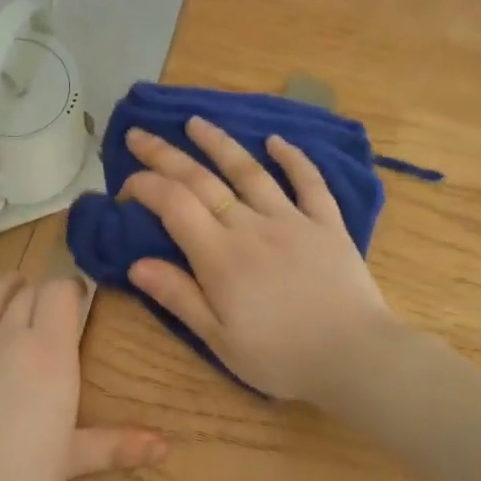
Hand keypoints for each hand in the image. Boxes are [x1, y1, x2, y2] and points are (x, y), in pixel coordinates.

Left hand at [0, 275, 165, 480]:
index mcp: (49, 353)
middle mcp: (9, 336)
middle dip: (44, 291)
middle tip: (54, 303)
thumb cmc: (19, 476)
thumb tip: (164, 446)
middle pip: (28, 293)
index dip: (70, 287)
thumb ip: (116, 445)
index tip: (80, 295)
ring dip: (7, 288)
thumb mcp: (72, 459)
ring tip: (16, 286)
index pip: (59, 293)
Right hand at [119, 117, 400, 399]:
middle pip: (201, 180)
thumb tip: (136, 264)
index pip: (173, 204)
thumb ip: (179, 296)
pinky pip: (308, 183)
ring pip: (249, 171)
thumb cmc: (280, 357)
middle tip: (139, 134)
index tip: (125, 187)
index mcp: (219, 256)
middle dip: (164, 154)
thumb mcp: (219, 338)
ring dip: (219, 143)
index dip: (145, 186)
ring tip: (196, 122)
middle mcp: (251, 226)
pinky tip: (276, 141)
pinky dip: (293, 158)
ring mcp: (292, 220)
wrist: (355, 358)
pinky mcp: (327, 224)